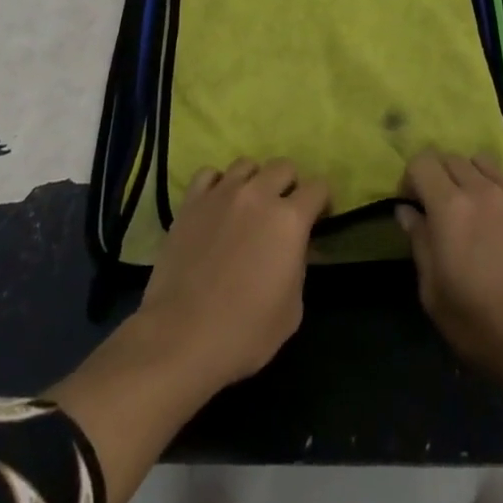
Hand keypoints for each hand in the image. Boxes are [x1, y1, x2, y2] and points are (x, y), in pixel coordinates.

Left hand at [136, 158, 330, 392]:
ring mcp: (222, 193)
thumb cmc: (244, 333)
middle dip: (289, 185)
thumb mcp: (292, 309)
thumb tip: (293, 248)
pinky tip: (216, 204)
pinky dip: (217, 184)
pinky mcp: (191, 201)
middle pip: (283, 166)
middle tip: (282, 213)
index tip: (318, 219)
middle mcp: (258, 195)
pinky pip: (209, 174)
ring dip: (254, 181)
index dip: (322, 202)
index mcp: (290, 220)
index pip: (318, 188)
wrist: (181, 337)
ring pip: (247, 164)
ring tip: (248, 206)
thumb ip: (298, 266)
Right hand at [397, 151, 502, 386]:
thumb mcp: (433, 292)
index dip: (410, 178)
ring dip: (468, 175)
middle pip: (450, 158)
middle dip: (437, 176)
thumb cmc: (479, 323)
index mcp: (449, 207)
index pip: (422, 162)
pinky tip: (501, 209)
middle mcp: (480, 189)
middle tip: (438, 207)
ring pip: (481, 161)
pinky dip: (500, 183)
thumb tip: (406, 211)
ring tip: (471, 205)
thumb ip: (418, 242)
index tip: (411, 204)